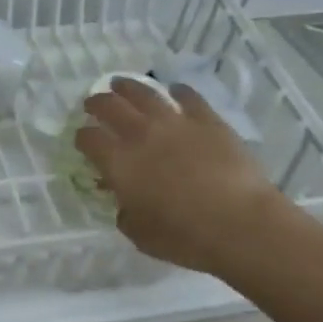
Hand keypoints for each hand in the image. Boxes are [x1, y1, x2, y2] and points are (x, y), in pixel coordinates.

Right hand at [75, 77, 288, 275]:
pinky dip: (177, 91)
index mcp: (118, 162)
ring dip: (127, 86)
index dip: (81, 138)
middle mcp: (140, 133)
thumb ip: (125, 214)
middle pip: (109, 106)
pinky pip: (187, 96)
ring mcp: (174, 121)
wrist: (240, 224)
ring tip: (121, 84)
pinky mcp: (206, 119)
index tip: (82, 141)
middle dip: (96, 103)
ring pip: (143, 92)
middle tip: (93, 103)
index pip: (88, 139)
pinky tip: (174, 91)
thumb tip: (124, 203)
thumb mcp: (140, 235)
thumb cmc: (185, 237)